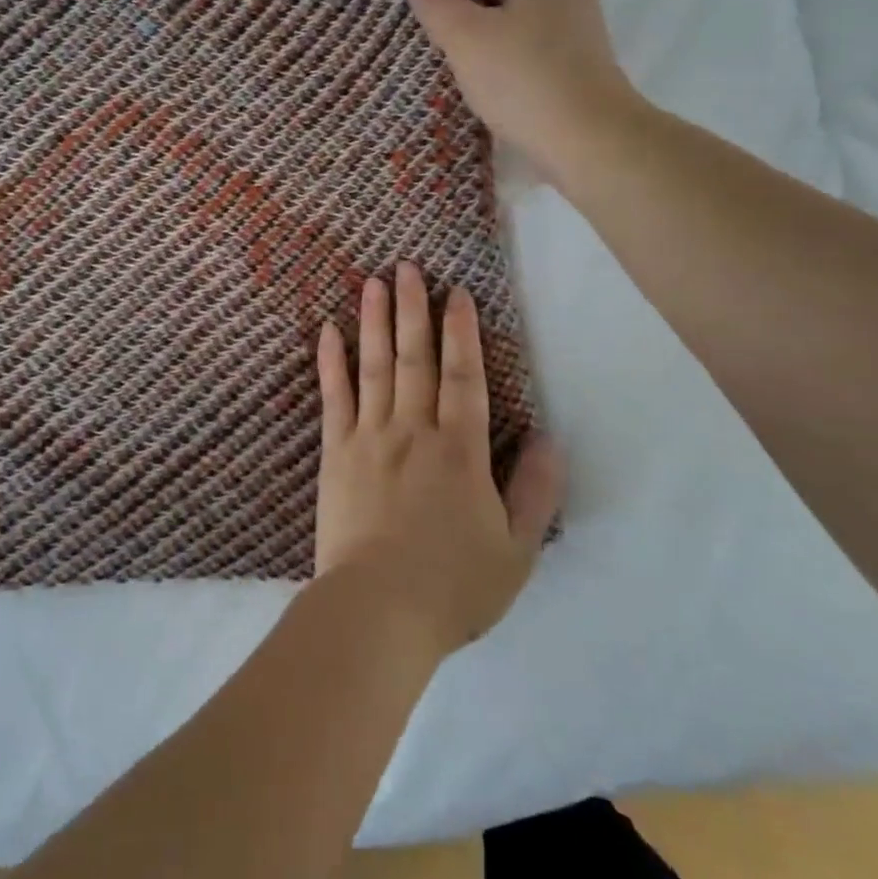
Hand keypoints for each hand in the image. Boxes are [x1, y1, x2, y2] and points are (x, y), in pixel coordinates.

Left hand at [314, 262, 560, 655]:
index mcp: (460, 450)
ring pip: (375, 367)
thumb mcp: (516, 550)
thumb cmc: (452, 586)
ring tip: (374, 282)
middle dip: (415, 309)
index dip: (462, 332)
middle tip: (408, 266)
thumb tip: (549, 439)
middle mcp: (414, 430)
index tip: (457, 293)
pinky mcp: (335, 453)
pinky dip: (331, 362)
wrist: (378, 612)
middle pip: (416, 358)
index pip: (464, 376)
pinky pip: (334, 398)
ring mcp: (369, 438)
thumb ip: (536, 492)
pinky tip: (328, 331)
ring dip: (375, 322)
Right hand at [407, 0, 639, 187]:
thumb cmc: (525, 78)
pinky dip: (498, 43)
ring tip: (437, 38)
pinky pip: (525, 36)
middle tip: (421, 3)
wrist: (589, 139)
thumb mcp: (467, 39)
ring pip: (514, 6)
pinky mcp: (572, 56)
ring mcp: (572, 21)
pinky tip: (472, 67)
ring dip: (479, 18)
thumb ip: (438, 6)